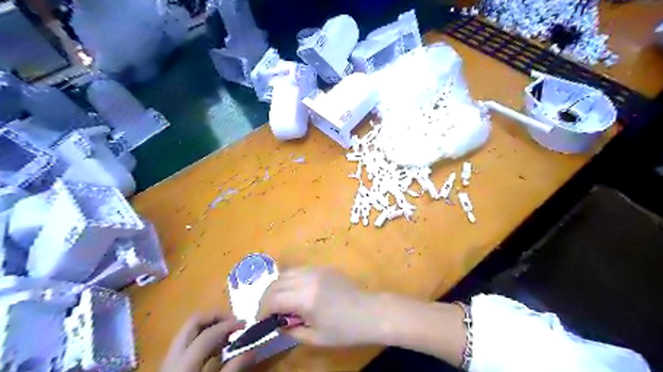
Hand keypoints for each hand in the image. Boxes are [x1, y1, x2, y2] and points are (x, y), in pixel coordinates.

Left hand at [160, 311, 253, 371]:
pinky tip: (216, 348)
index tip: (245, 324)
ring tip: (228, 334)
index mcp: (184, 363)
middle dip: (216, 317)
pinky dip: (203, 337)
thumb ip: (233, 370)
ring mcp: (169, 360)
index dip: (229, 325)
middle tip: (234, 322)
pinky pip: (187, 342)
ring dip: (210, 325)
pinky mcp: (169, 365)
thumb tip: (253, 350)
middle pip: (193, 322)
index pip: (208, 333)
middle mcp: (173, 356)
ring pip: (188, 330)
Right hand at [260, 267, 380, 345]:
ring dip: (277, 287)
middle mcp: (308, 278)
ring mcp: (316, 270)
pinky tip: (295, 292)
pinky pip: (299, 270)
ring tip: (279, 302)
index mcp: (305, 297)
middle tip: (267, 312)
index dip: (262, 311)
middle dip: (266, 298)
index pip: (273, 299)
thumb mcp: (315, 337)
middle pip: (276, 282)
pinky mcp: (323, 267)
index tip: (260, 321)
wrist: (369, 312)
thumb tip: (277, 322)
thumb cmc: (344, 330)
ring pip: (286, 272)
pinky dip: (290, 280)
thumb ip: (291, 330)